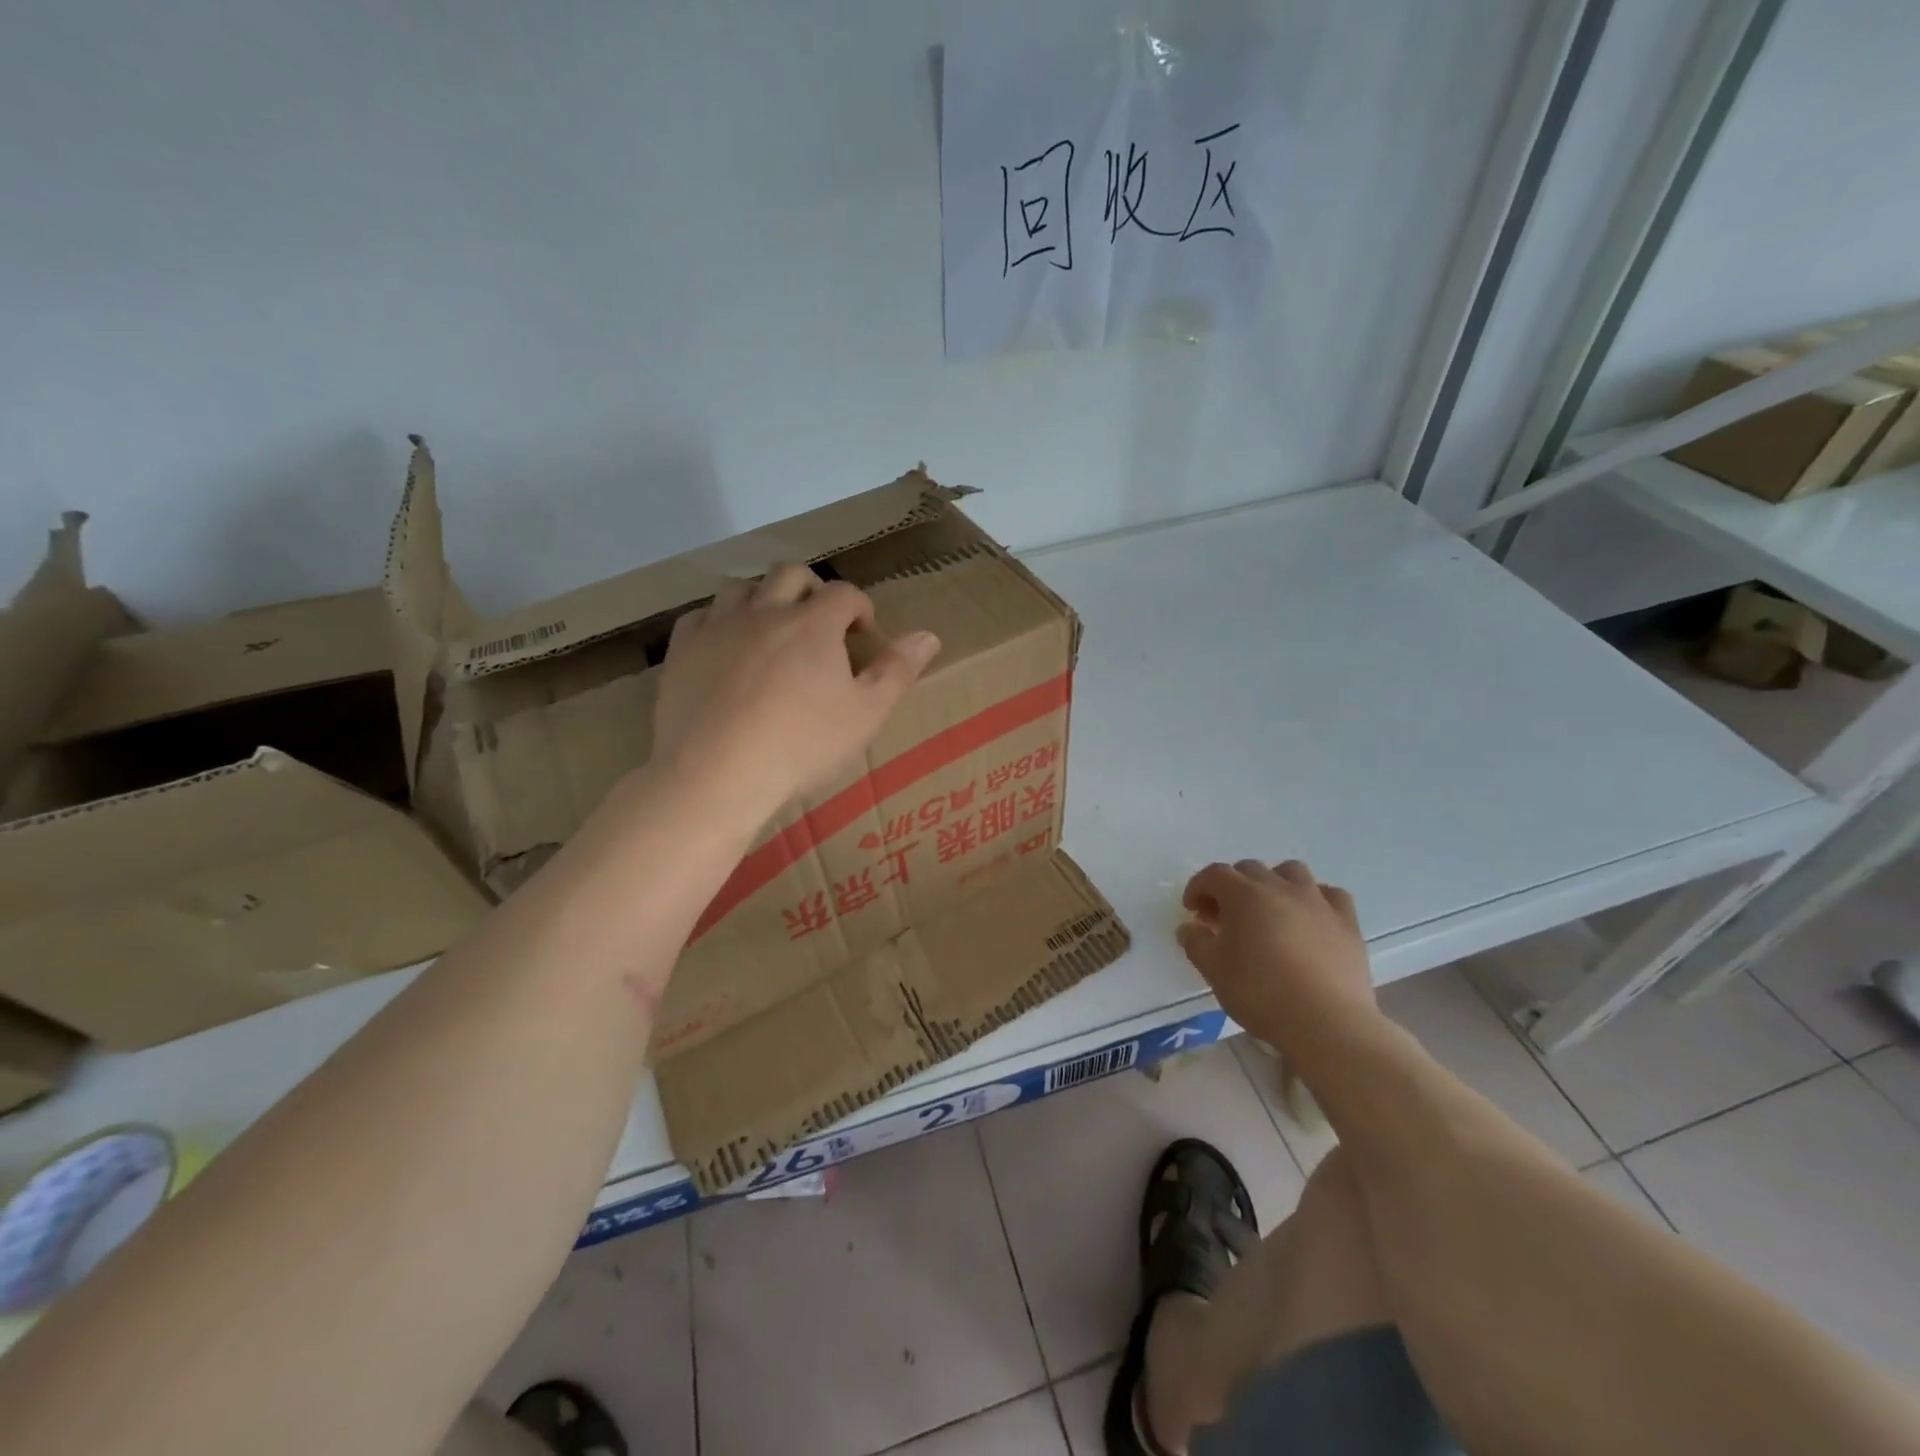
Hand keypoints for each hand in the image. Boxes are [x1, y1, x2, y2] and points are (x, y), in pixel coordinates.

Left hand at [653, 564, 940, 821]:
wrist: (717, 773)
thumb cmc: (802, 745)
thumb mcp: (865, 715)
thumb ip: (897, 671)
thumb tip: (929, 635)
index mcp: (814, 623)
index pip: (844, 593)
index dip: (860, 608)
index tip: (864, 635)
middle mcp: (765, 611)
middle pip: (790, 574)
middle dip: (812, 589)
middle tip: (820, 622)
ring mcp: (718, 627)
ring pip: (741, 587)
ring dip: (763, 598)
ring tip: (771, 629)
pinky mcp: (683, 649)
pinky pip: (700, 616)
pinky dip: (718, 622)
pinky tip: (725, 646)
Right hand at [1177, 860, 1376, 1041]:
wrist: (1326, 1022)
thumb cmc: (1261, 993)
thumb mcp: (1213, 970)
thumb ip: (1195, 943)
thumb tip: (1190, 928)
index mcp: (1244, 896)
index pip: (1214, 875)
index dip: (1198, 887)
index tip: (1192, 910)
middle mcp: (1280, 887)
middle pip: (1250, 869)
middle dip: (1231, 886)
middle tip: (1225, 917)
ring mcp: (1317, 901)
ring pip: (1291, 872)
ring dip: (1273, 883)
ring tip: (1269, 910)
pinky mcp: (1347, 921)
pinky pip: (1329, 895)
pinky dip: (1314, 899)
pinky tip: (1310, 919)